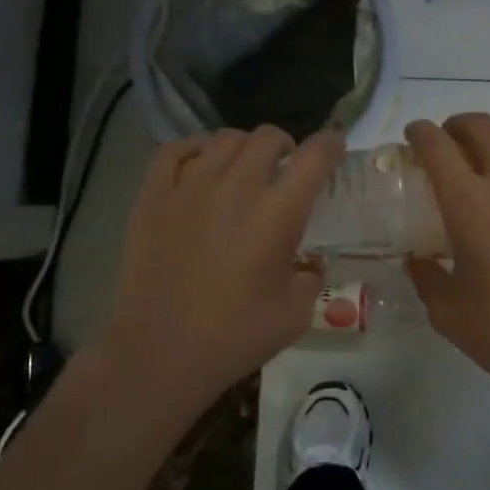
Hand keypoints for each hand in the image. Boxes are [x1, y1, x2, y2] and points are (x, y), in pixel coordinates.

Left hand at [102, 126, 343, 413]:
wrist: (160, 353)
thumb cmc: (235, 336)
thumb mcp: (296, 313)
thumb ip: (310, 278)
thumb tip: (308, 265)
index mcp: (279, 212)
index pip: (314, 156)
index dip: (330, 143)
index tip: (335, 144)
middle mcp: (238, 186)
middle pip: (269, 136)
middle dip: (286, 146)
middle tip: (285, 168)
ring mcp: (191, 186)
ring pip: (225, 138)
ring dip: (244, 147)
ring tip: (243, 167)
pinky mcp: (154, 196)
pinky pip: (176, 150)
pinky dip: (195, 148)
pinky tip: (200, 163)